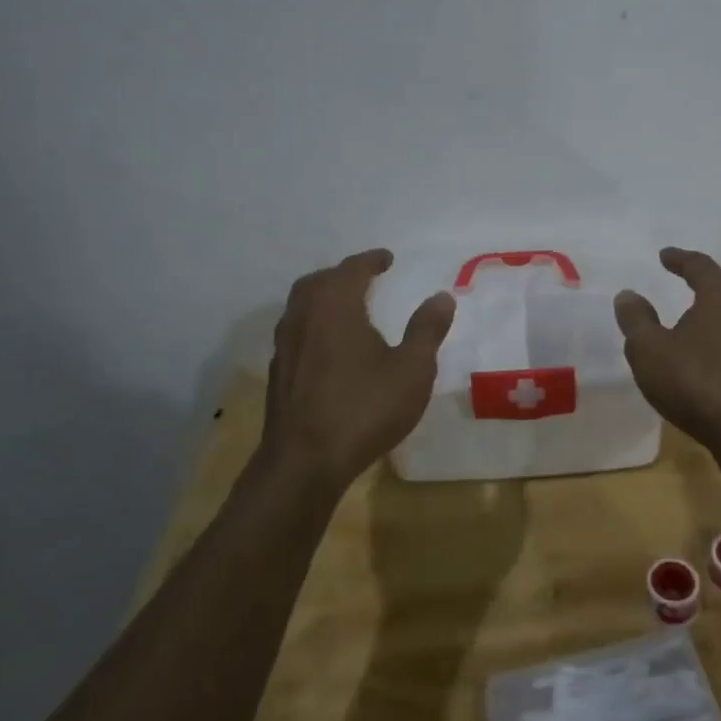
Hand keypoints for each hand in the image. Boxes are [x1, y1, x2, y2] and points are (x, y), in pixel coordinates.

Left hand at [261, 250, 455, 491]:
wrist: (305, 462)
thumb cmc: (365, 408)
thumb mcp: (412, 369)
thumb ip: (426, 329)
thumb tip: (442, 296)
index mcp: (335, 307)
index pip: (351, 270)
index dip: (371, 260)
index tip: (387, 258)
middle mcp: (303, 318)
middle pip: (318, 282)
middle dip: (342, 275)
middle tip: (364, 277)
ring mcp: (285, 346)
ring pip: (301, 307)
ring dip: (323, 298)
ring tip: (347, 307)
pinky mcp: (279, 374)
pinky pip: (296, 332)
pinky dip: (314, 324)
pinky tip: (329, 345)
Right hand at [613, 247, 720, 470]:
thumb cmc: (697, 382)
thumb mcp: (650, 350)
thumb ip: (636, 319)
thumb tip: (628, 295)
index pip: (699, 265)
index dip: (679, 259)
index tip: (664, 256)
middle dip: (701, 282)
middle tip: (680, 280)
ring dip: (712, 313)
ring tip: (690, 320)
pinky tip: (706, 354)